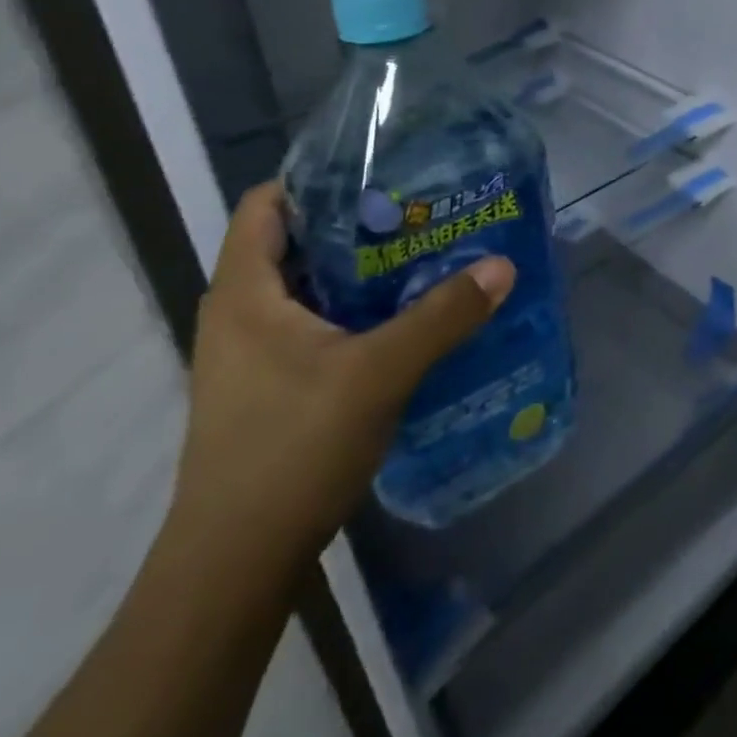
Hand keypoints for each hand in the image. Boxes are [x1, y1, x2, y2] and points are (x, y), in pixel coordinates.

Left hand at [169, 181, 513, 570]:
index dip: (316, 178)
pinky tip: (407, 318)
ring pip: (311, 288)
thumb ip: (442, 316)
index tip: (380, 169)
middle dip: (357, 222)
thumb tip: (502, 266)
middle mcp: (241, 315)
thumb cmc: (291, 450)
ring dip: (362, 270)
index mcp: (245, 294)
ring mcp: (253, 355)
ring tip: (425, 254)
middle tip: (422, 209)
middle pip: (296, 242)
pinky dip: (357, 310)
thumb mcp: (378, 373)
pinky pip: (316, 325)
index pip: (266, 204)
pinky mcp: (272, 387)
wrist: (234, 566)